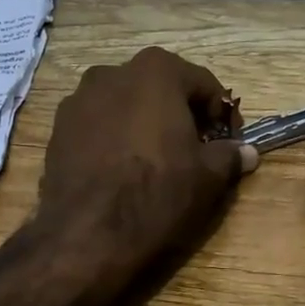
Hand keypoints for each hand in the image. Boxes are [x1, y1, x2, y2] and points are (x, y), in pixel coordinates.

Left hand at [37, 47, 257, 277]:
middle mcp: (113, 73)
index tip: (229, 142)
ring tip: (155, 160)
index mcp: (156, 71)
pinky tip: (121, 169)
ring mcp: (79, 99)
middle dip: (181, 114)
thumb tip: (247, 152)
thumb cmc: (157, 193)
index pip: (203, 84)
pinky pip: (98, 125)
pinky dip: (114, 137)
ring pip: (125, 105)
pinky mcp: (57, 128)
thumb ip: (229, 155)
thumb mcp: (207, 177)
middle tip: (195, 149)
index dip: (222, 114)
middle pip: (160, 88)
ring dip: (144, 123)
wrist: (87, 233)